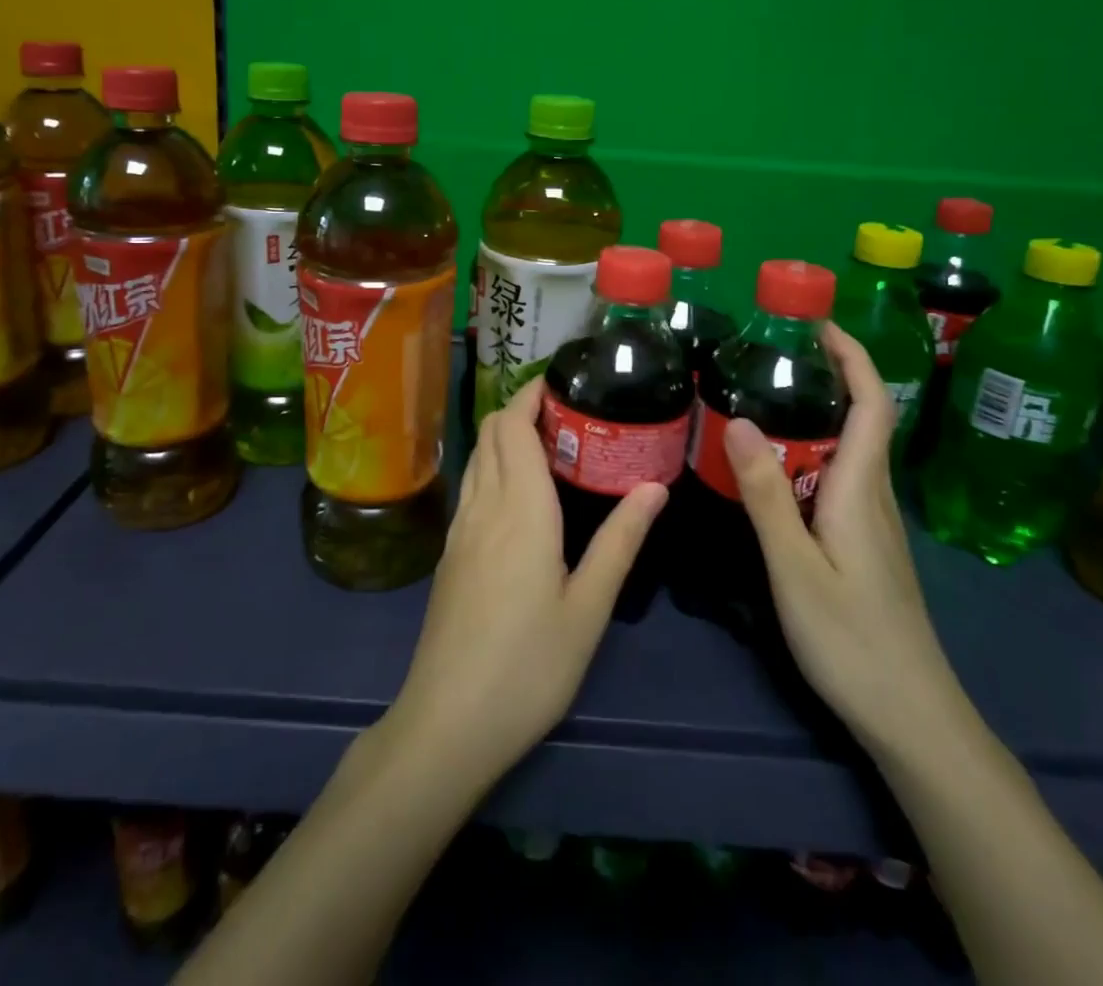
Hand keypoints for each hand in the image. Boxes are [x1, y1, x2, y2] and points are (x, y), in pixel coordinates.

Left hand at [382, 377, 668, 794]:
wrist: (449, 721)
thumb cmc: (530, 665)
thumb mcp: (589, 607)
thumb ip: (620, 541)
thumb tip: (654, 486)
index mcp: (520, 508)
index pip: (514, 426)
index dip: (531, 395)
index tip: (562, 382)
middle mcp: (484, 506)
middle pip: (491, 433)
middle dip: (521, 408)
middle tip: (567, 412)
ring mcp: (459, 530)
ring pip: (477, 458)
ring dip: (504, 436)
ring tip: (548, 443)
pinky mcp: (449, 555)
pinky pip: (471, 487)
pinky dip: (492, 467)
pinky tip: (518, 493)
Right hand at [724, 322, 970, 756]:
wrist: (911, 717)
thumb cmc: (852, 640)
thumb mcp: (795, 566)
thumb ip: (765, 494)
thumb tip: (739, 419)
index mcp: (861, 490)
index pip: (872, 404)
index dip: (853, 357)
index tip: (817, 323)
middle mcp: (873, 496)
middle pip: (861, 419)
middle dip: (826, 375)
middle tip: (767, 356)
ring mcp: (871, 523)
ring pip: (847, 450)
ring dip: (815, 414)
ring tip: (761, 400)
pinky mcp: (864, 544)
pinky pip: (837, 479)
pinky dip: (810, 453)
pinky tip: (775, 469)